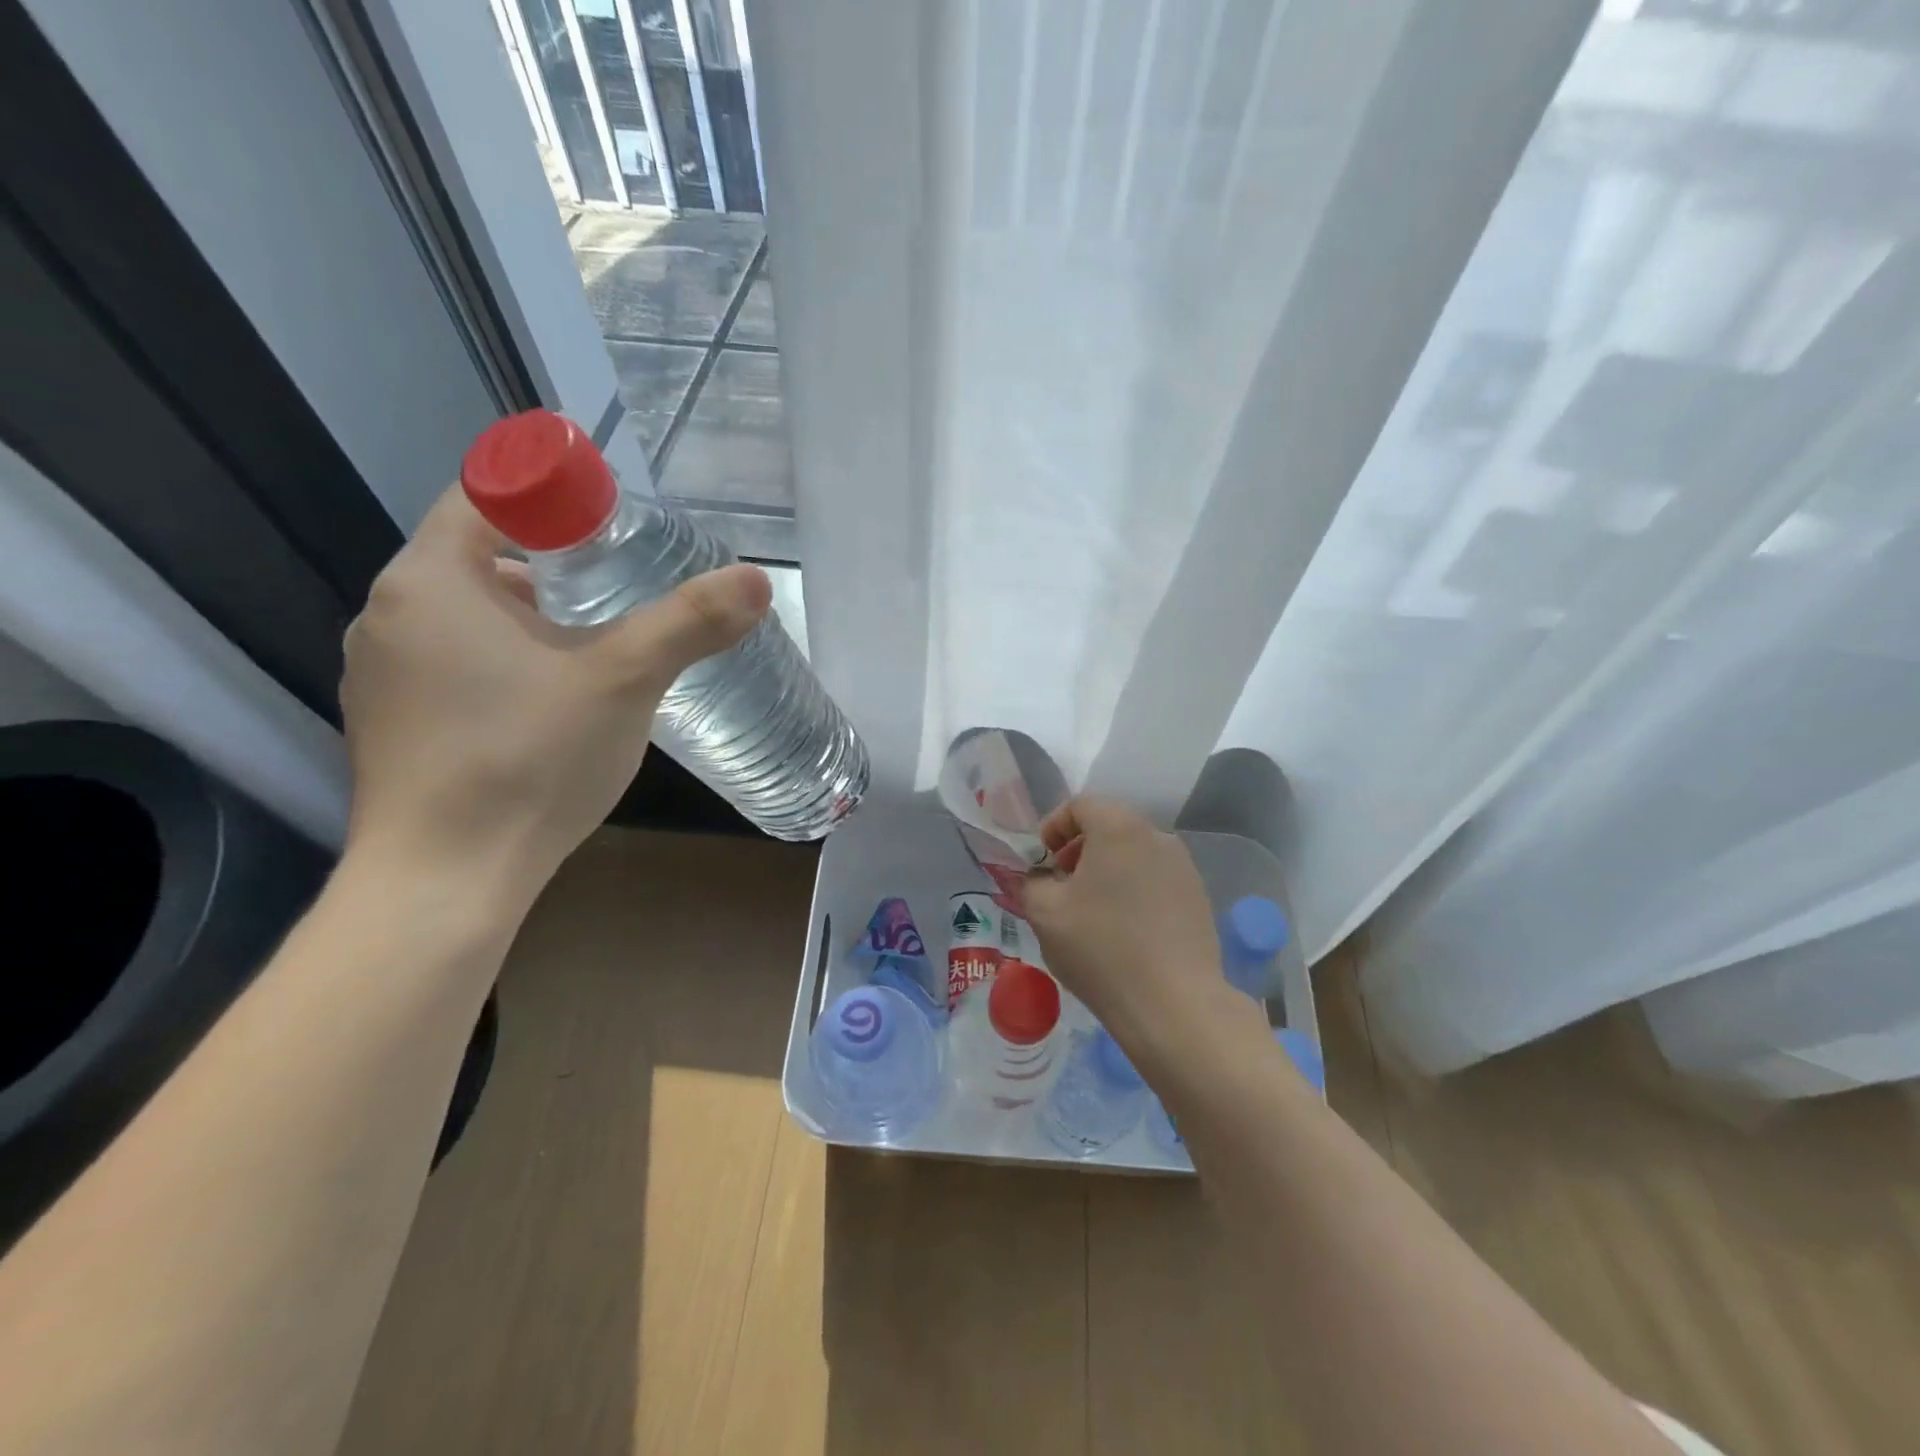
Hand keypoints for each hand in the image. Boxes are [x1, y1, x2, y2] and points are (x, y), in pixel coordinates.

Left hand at [339, 483, 768, 909]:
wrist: (446, 880)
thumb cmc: (528, 758)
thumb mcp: (625, 680)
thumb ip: (690, 622)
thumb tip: (756, 579)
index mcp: (431, 582)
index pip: (483, 498)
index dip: (550, 499)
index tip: (612, 526)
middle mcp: (389, 616)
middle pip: (479, 560)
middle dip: (553, 566)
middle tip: (621, 590)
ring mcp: (382, 676)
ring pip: (468, 618)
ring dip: (531, 620)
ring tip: (598, 650)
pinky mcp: (392, 725)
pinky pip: (454, 667)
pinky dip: (505, 664)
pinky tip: (552, 708)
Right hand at [1022, 797, 1251, 1058]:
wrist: (1174, 1005)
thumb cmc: (1101, 949)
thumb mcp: (1045, 913)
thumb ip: (1032, 881)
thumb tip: (1039, 876)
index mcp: (1119, 828)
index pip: (1081, 805)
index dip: (1053, 827)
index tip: (1041, 862)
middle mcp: (1157, 837)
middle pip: (1109, 827)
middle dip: (1078, 850)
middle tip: (1061, 887)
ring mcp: (1184, 868)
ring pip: (1134, 854)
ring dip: (1106, 871)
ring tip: (1090, 912)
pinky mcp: (1198, 898)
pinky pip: (1155, 879)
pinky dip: (1133, 890)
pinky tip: (1124, 931)